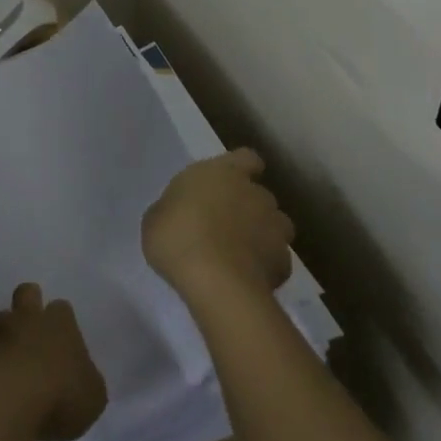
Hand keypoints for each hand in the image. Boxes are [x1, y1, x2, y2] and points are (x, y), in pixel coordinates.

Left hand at [0, 283, 107, 440]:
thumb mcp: (93, 396)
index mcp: (61, 322)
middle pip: (27, 293)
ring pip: (1, 320)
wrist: (5, 404)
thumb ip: (88, 381)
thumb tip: (83, 378)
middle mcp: (29, 319)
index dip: (62, 321)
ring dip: (6, 335)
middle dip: (29, 305)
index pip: (62, 308)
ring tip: (12, 360)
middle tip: (35, 331)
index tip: (64, 341)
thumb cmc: (59, 395)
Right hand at [143, 148, 293, 299]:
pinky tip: (246, 281)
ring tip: (238, 256)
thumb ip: (174, 209)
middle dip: (247, 208)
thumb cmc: (177, 238)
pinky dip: (265, 268)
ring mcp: (275, 227)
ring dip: (261, 236)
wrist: (215, 282)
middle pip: (259, 195)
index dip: (241, 169)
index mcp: (222, 172)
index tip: (228, 185)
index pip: (246, 158)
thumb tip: (179, 214)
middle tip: (223, 228)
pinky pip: (276, 261)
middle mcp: (254, 193)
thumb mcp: (156, 218)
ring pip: (274, 226)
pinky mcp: (284, 262)